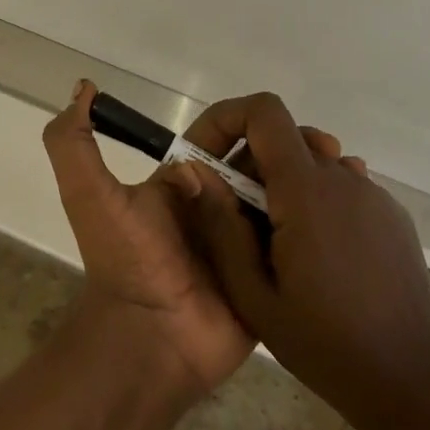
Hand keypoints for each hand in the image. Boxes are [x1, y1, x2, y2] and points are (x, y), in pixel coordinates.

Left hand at [42, 80, 354, 401]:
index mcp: (186, 181)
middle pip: (262, 162)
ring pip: (285, 196)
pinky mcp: (271, 274)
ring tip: (350, 170)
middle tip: (331, 149)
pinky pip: (299, 241)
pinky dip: (324, 223)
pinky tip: (356, 206)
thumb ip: (73, 142)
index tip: (285, 120)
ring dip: (314, 178)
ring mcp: (247, 240)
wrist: (149, 341)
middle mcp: (218, 204)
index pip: (224, 136)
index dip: (251, 121)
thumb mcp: (90, 195)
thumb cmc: (127, 262)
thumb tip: (84, 88)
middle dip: (292, 146)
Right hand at [180, 92, 429, 422]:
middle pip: (285, 137)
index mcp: (306, 189)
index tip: (207, 158)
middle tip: (236, 219)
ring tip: (276, 245)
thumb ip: (221, 226)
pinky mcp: (391, 214)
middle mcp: (343, 177)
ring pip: (313, 162)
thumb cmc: (325, 343)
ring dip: (283, 185)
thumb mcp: (253, 294)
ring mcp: (373, 193)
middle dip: (250, 162)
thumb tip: (195, 172)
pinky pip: (341, 186)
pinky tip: (317, 256)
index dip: (229, 119)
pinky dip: (315, 201)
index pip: (264, 112)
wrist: (414, 379)